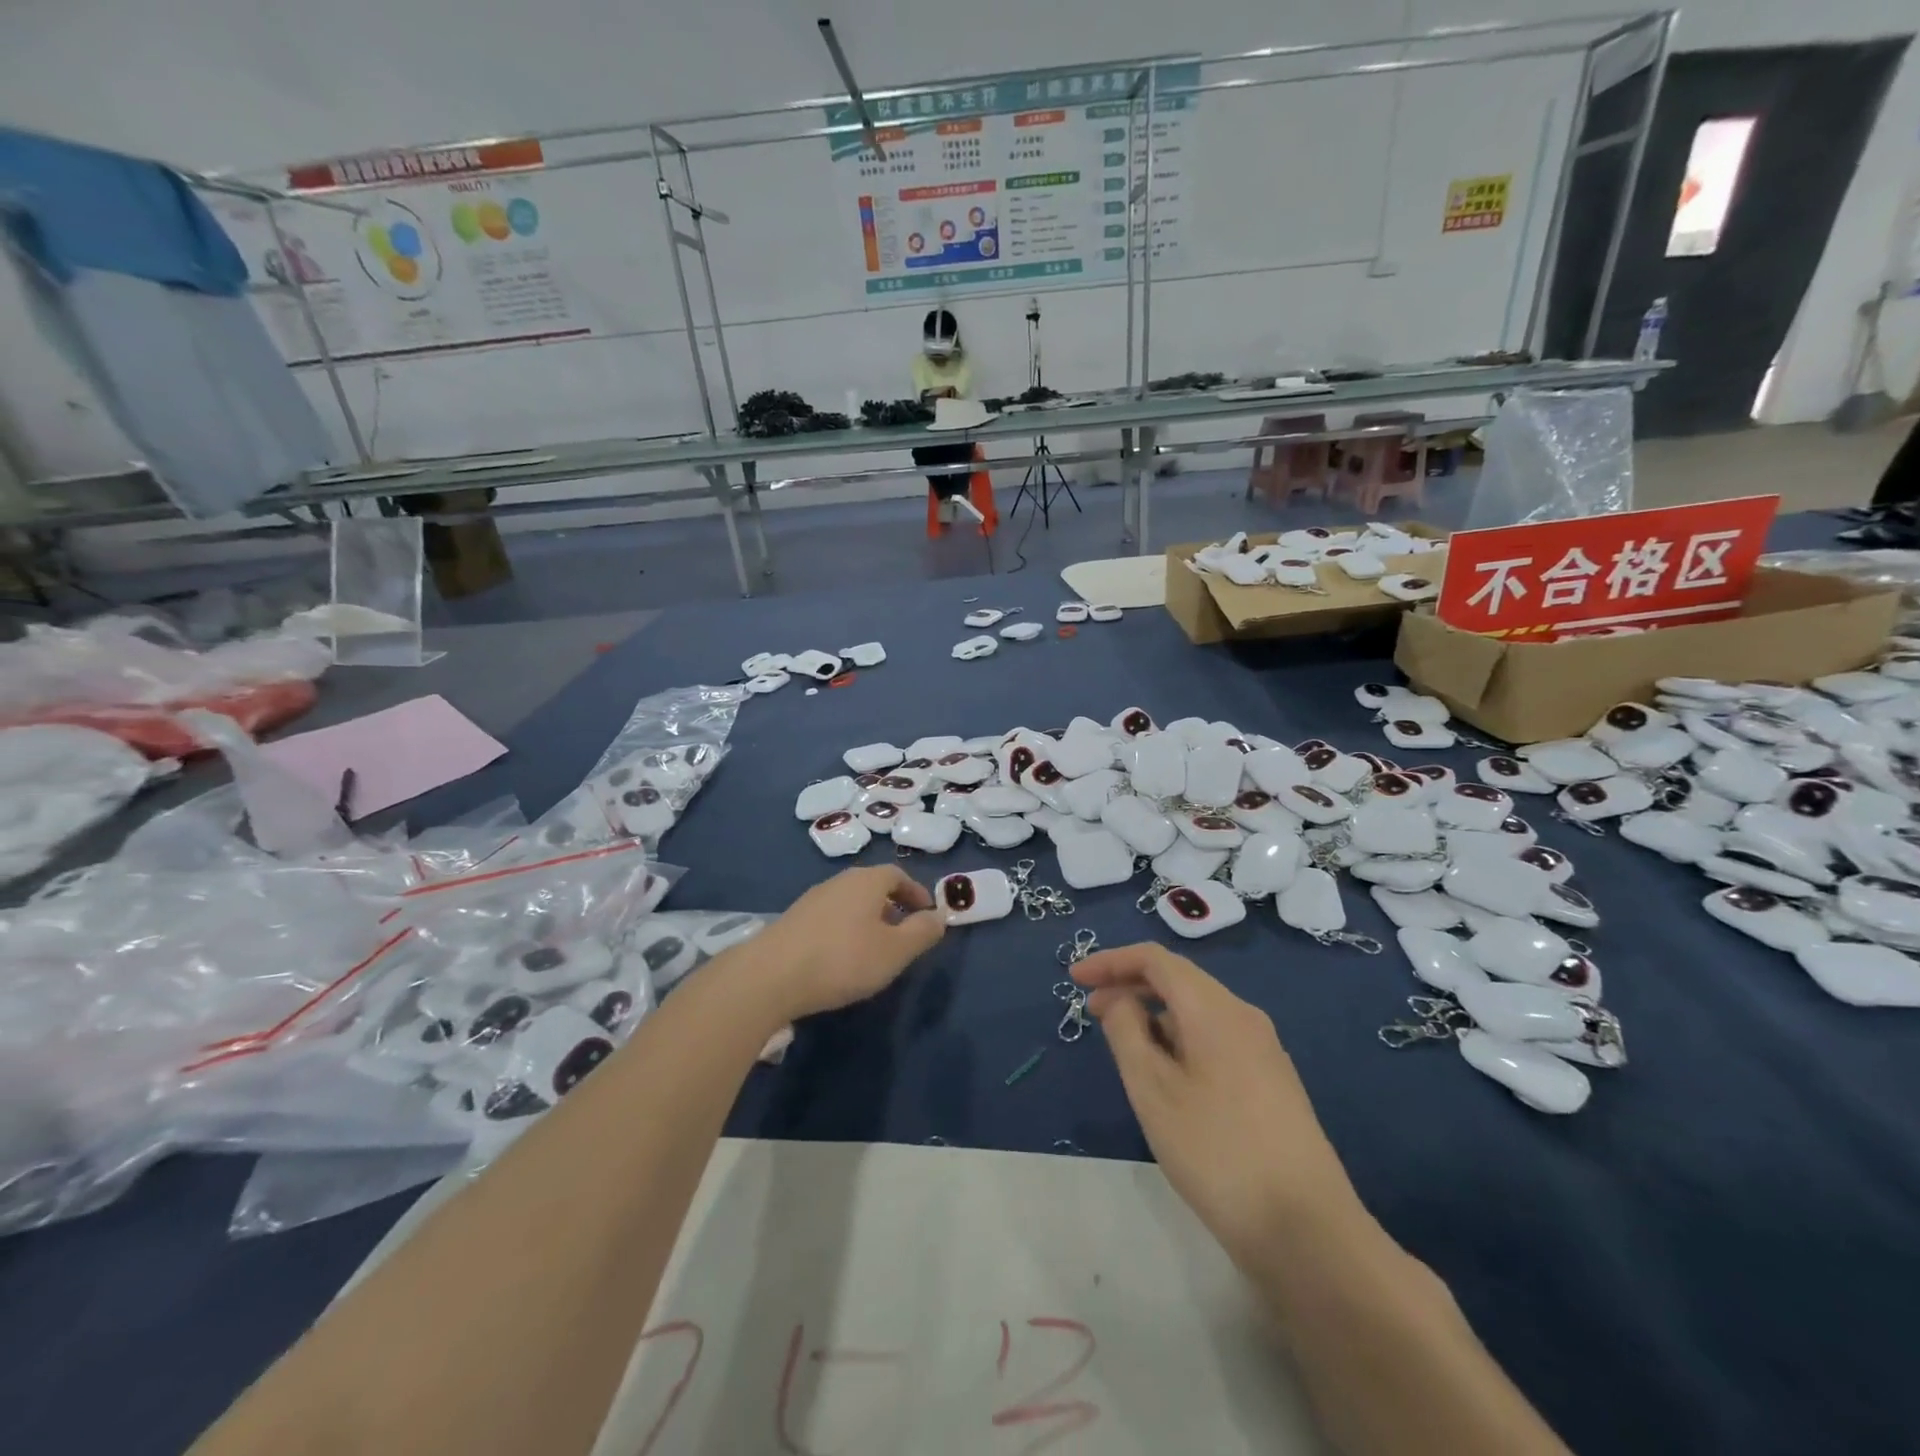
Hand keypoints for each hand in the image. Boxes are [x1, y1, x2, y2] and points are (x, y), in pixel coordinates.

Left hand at [745, 867, 946, 1021]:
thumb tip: (940, 916)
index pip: (898, 875)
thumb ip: (922, 932)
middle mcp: (839, 881)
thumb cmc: (843, 959)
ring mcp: (812, 899)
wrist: (770, 976)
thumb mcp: (895, 951)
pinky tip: (842, 957)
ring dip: (868, 918)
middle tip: (904, 932)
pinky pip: (830, 917)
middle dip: (892, 905)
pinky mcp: (793, 920)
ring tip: (875, 948)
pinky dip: (845, 929)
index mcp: (867, 881)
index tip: (927, 915)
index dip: (916, 893)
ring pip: (850, 901)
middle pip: (873, 886)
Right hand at [1073, 943, 1362, 1262]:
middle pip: (1179, 980)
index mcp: (1215, 1008)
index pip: (1155, 960)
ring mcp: (1262, 1050)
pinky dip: (1178, 1039)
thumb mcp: (1153, 1090)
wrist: (1307, 1231)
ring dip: (1154, 1015)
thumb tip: (1120, 1000)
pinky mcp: (1270, 1082)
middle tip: (1091, 1011)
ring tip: (1122, 1047)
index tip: (1074, 979)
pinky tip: (1165, 1075)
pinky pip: (1214, 1038)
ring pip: (1197, 1012)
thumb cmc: (1217, 1151)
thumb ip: (1126, 1032)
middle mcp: (1243, 1016)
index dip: (1111, 962)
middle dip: (1130, 986)